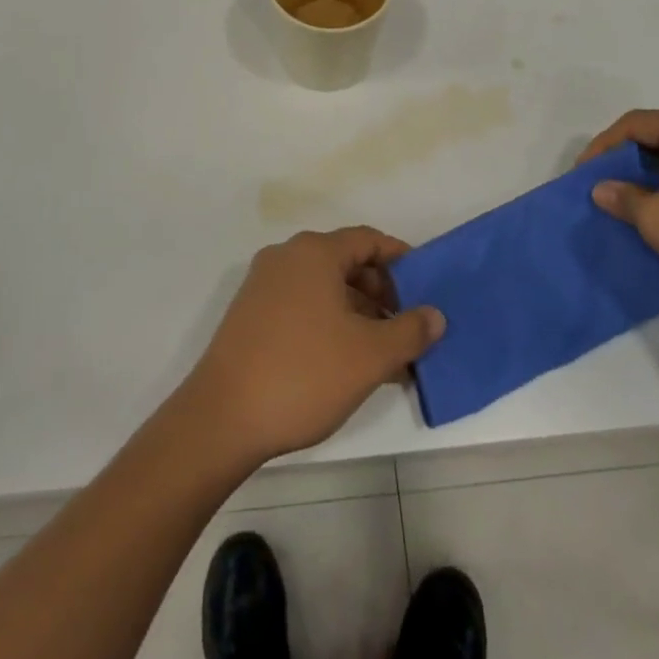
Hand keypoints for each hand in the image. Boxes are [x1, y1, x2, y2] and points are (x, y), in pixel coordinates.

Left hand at [182, 227, 444, 465]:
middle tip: (406, 329)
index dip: (401, 260)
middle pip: (346, 262)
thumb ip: (410, 331)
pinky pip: (302, 306)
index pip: (368, 240)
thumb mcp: (370, 355)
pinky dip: (330, 324)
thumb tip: (435, 315)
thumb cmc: (304, 374)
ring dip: (358, 314)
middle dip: (381, 293)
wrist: (222, 418)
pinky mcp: (250, 314)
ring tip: (384, 356)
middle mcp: (286, 257)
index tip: (425, 288)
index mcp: (314, 252)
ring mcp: (263, 285)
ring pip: (324, 288)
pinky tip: (347, 364)